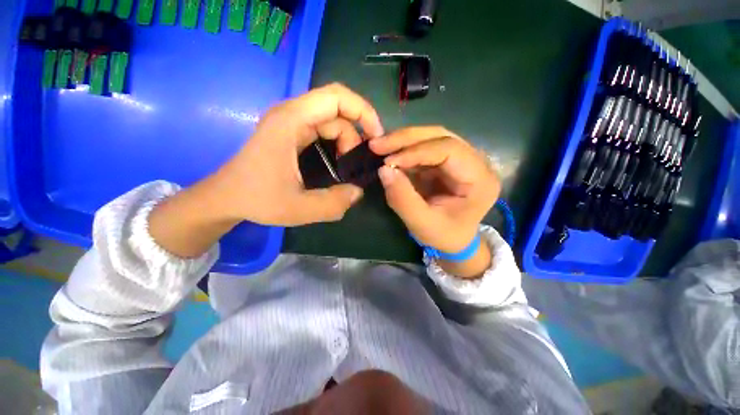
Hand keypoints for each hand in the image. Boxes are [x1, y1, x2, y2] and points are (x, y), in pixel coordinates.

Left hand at [213, 83, 384, 225]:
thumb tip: (358, 192)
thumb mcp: (299, 209)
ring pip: (332, 121)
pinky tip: (340, 163)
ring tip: (348, 168)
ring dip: (347, 142)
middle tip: (360, 164)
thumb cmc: (257, 200)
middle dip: (357, 134)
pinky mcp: (292, 133)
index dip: (363, 112)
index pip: (336, 97)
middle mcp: (291, 114)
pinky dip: (338, 144)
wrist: (226, 198)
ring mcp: (291, 123)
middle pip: (337, 111)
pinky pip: (323, 129)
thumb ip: (334, 204)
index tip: (376, 138)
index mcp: (290, 121)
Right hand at [370, 126, 500, 253]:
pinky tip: (389, 153)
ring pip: (432, 137)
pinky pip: (425, 147)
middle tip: (377, 144)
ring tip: (379, 147)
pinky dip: (405, 149)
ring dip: (403, 141)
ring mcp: (462, 158)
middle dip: (406, 139)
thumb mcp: (422, 224)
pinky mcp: (448, 161)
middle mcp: (477, 162)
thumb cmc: (444, 235)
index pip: (450, 150)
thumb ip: (403, 199)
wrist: (454, 240)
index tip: (388, 161)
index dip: (416, 151)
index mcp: (480, 180)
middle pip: (441, 136)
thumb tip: (383, 170)